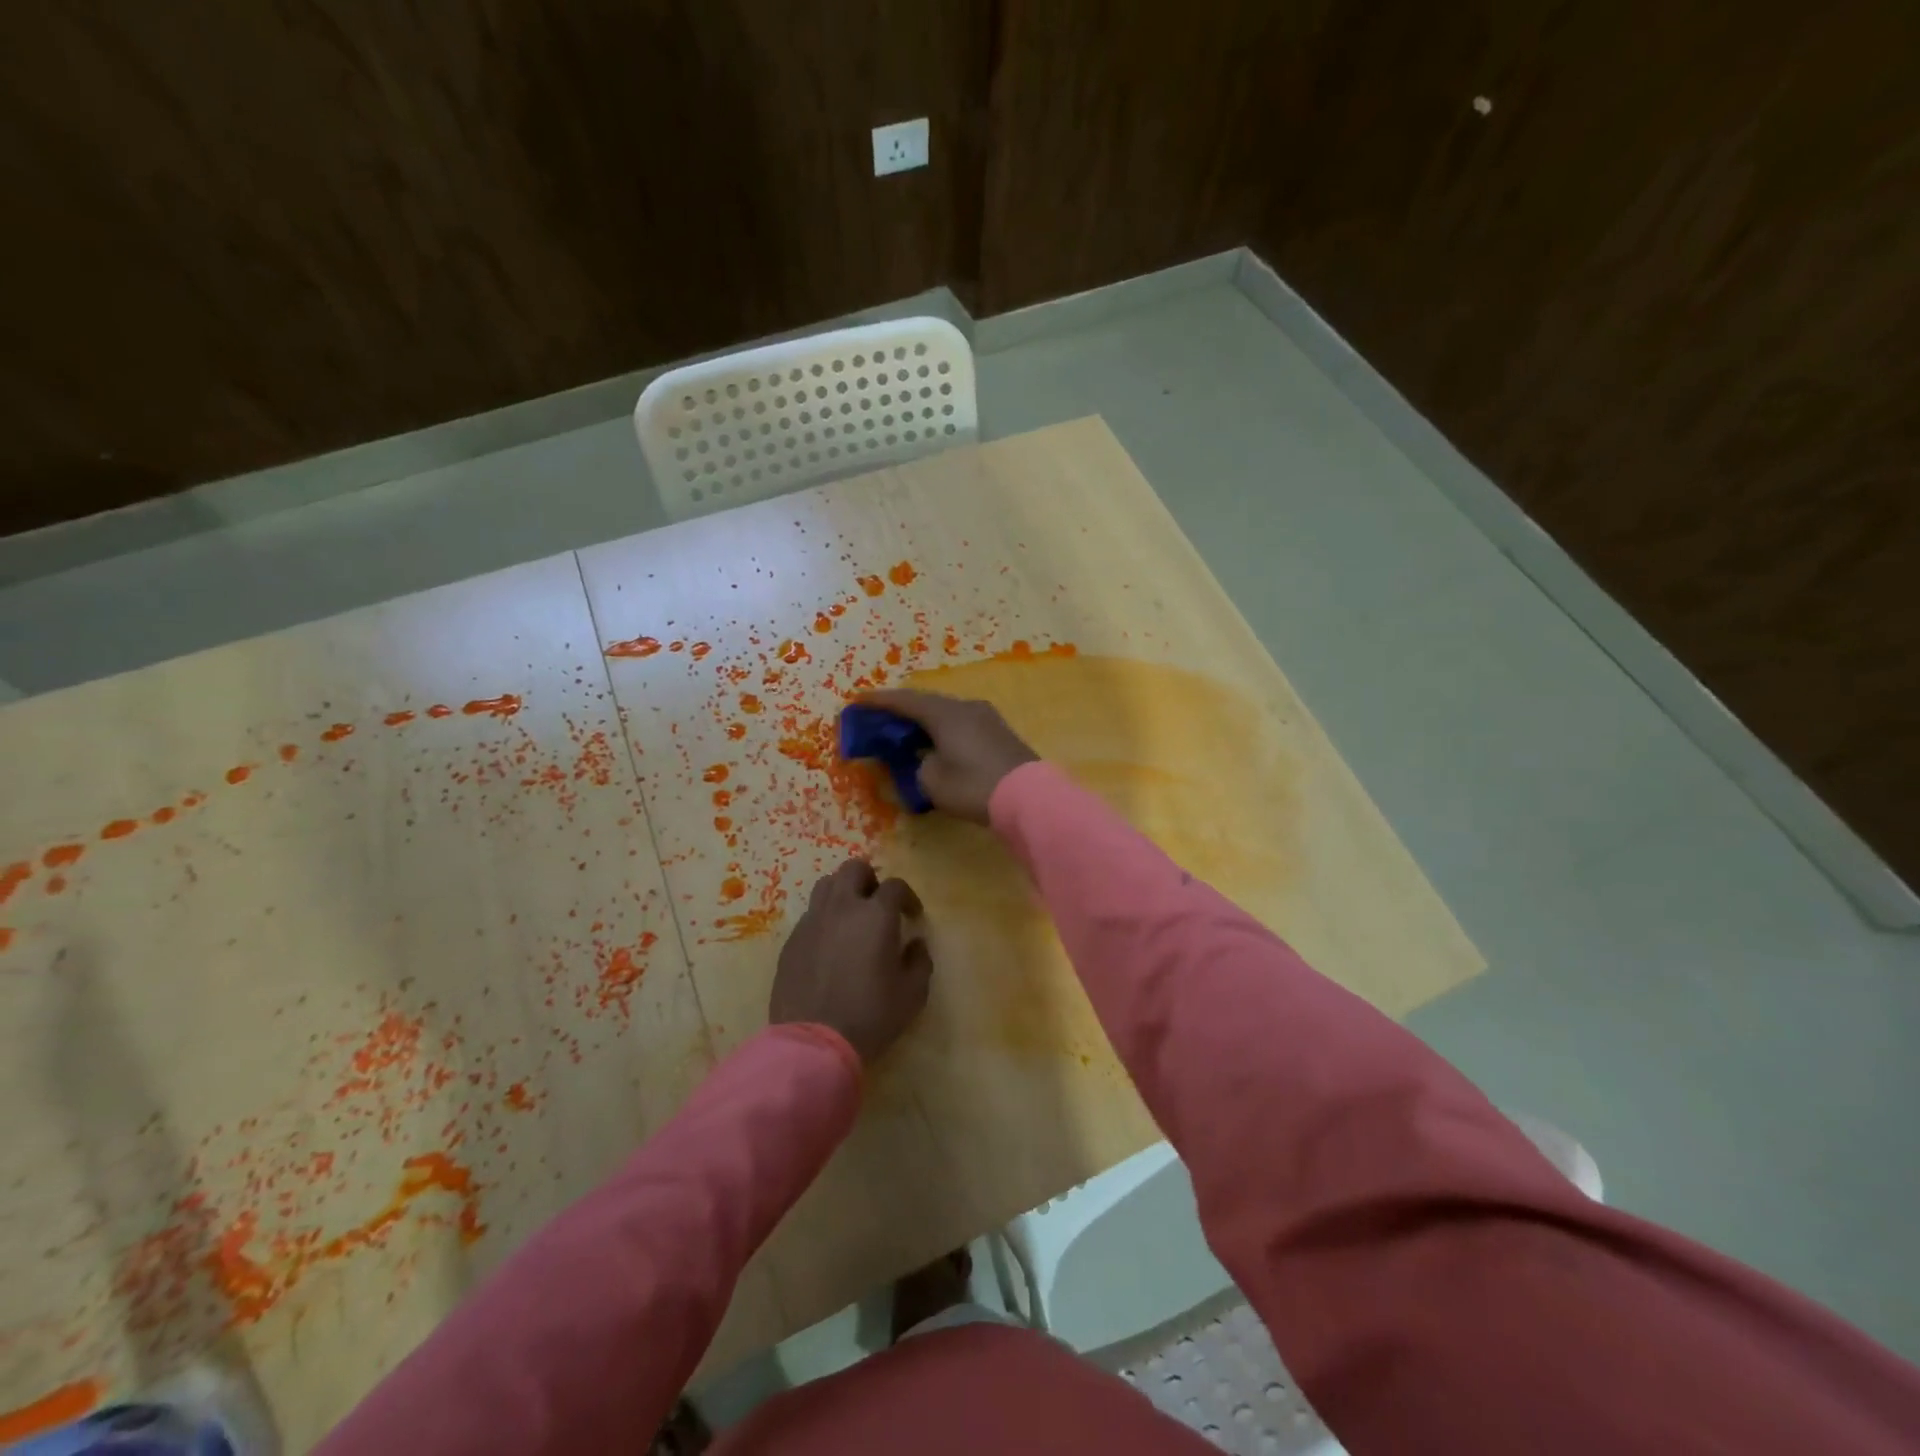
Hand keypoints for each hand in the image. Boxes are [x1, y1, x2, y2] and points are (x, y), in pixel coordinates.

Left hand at [770, 859, 931, 1063]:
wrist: (813, 1043)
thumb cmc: (870, 1016)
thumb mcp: (912, 994)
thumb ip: (920, 961)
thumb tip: (915, 944)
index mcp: (875, 915)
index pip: (895, 885)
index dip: (907, 897)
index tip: (912, 916)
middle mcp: (842, 908)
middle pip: (854, 869)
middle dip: (870, 880)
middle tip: (878, 905)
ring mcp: (812, 922)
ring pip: (826, 885)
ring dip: (843, 892)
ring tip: (852, 918)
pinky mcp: (791, 941)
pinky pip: (810, 915)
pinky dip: (824, 919)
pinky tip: (830, 945)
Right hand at [859, 690, 1038, 823]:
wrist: (1028, 797)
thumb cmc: (973, 786)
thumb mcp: (932, 780)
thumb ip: (919, 764)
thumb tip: (927, 758)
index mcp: (944, 713)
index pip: (904, 700)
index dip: (879, 701)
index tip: (857, 700)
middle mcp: (965, 706)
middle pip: (927, 703)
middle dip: (902, 710)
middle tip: (880, 718)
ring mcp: (986, 717)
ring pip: (946, 713)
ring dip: (925, 721)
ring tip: (906, 732)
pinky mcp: (999, 733)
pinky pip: (961, 724)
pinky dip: (943, 730)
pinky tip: (936, 743)